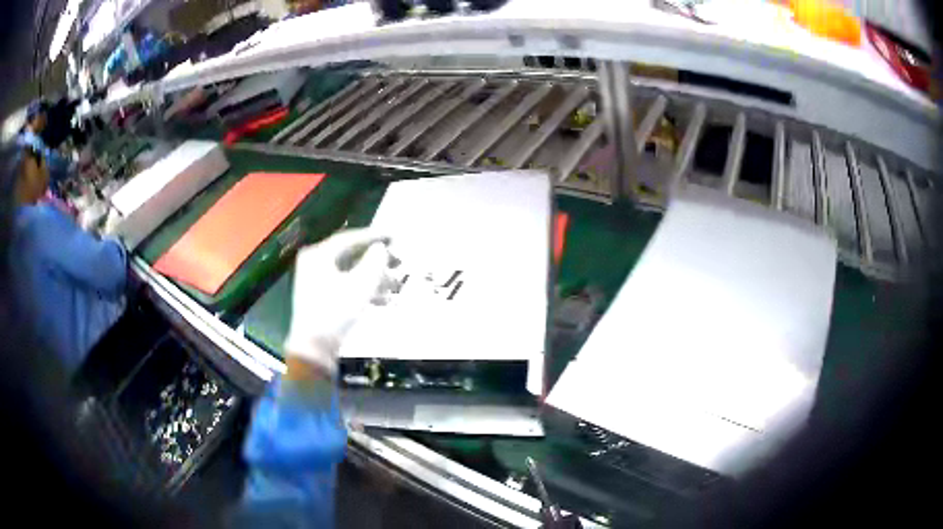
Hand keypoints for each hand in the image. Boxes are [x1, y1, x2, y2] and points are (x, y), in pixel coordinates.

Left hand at [283, 229, 398, 375]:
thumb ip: (374, 262)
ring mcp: (316, 281)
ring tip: (394, 285)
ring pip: (350, 272)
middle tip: (398, 262)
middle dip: (376, 261)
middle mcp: (314, 263)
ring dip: (373, 277)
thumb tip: (381, 249)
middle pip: (350, 255)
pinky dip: (363, 289)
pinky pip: (345, 285)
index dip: (373, 237)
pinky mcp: (320, 298)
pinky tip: (383, 300)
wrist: (314, 348)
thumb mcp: (360, 285)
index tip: (394, 237)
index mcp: (318, 255)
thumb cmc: (335, 312)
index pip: (349, 238)